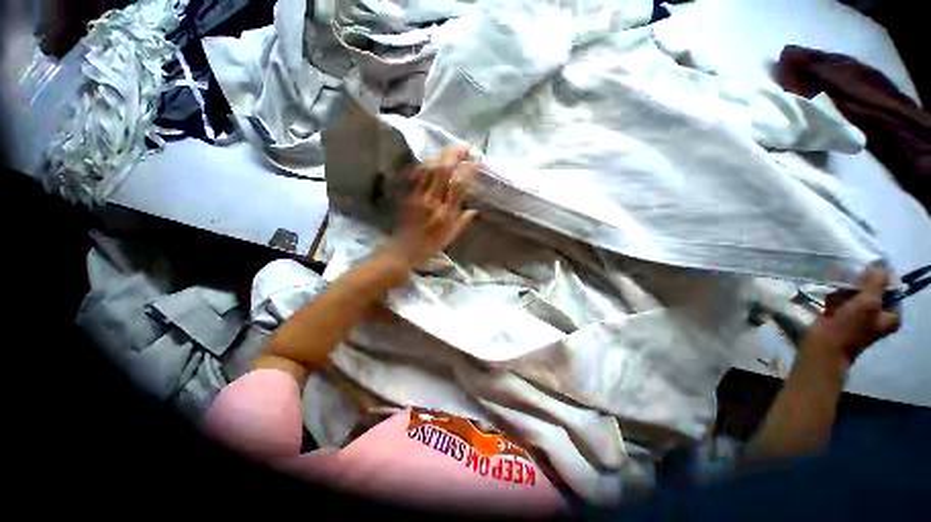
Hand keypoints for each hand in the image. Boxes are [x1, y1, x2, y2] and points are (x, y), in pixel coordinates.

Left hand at [383, 147, 478, 268]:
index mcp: (447, 213)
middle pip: (444, 169)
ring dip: (442, 155)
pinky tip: (433, 161)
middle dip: (456, 154)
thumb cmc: (429, 246)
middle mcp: (433, 201)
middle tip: (466, 148)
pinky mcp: (408, 194)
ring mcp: (419, 196)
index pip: (459, 184)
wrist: (403, 250)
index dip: (469, 169)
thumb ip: (463, 222)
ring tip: (452, 152)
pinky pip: (418, 174)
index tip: (477, 161)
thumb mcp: (451, 238)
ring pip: (430, 167)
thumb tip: (475, 210)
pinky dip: (428, 164)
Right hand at [803, 265, 901, 367]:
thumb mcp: (868, 301)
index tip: (865, 272)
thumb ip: (876, 281)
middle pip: (874, 290)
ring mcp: (861, 317)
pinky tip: (830, 296)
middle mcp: (879, 315)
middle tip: (849, 281)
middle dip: (860, 283)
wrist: (824, 346)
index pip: (891, 288)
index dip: (880, 278)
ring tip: (836, 289)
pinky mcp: (844, 317)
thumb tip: (878, 264)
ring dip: (846, 288)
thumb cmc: (849, 326)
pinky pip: (843, 300)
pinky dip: (836, 295)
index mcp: (891, 315)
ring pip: (856, 294)